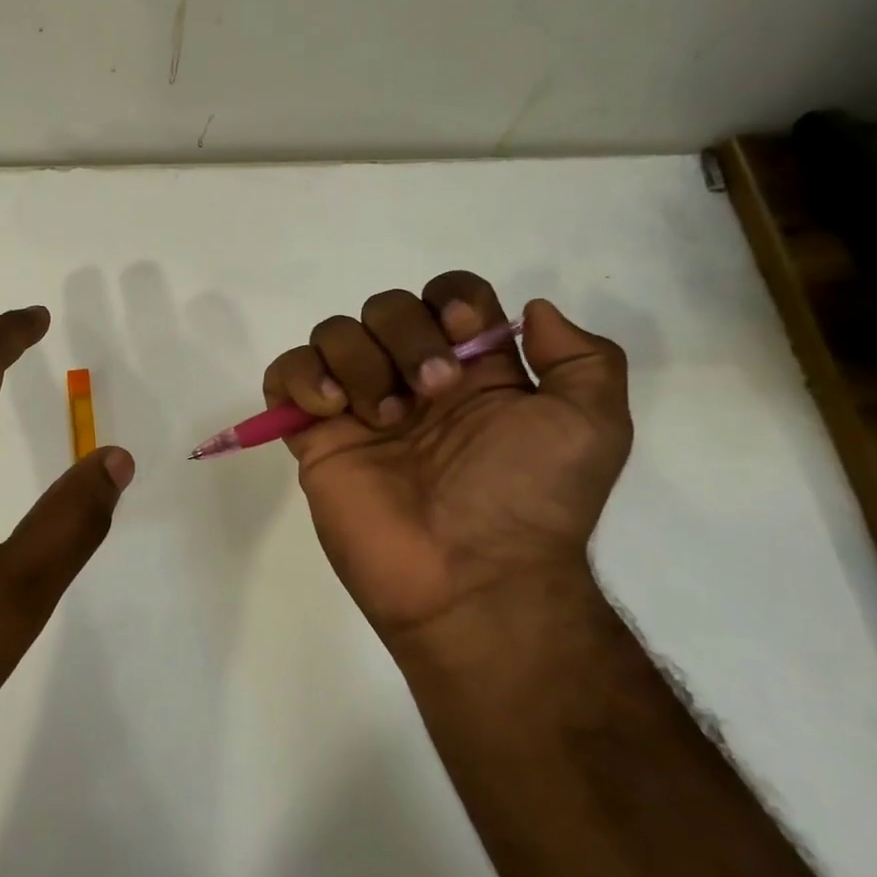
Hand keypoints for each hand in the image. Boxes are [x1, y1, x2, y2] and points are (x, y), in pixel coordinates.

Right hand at [263, 272, 630, 651]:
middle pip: (385, 306)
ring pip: (333, 333)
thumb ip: (583, 358)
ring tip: (381, 419)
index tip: (462, 338)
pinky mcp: (315, 436)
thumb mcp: (592, 426)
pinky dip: (300, 376)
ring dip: (357, 361)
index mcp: (474, 371)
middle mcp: (413, 379)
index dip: (450, 302)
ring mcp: (359, 406)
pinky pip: (284, 374)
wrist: (470, 579)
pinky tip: (330, 410)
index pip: (447, 297)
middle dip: (406, 336)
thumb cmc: (529, 499)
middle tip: (429, 395)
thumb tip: (530, 312)